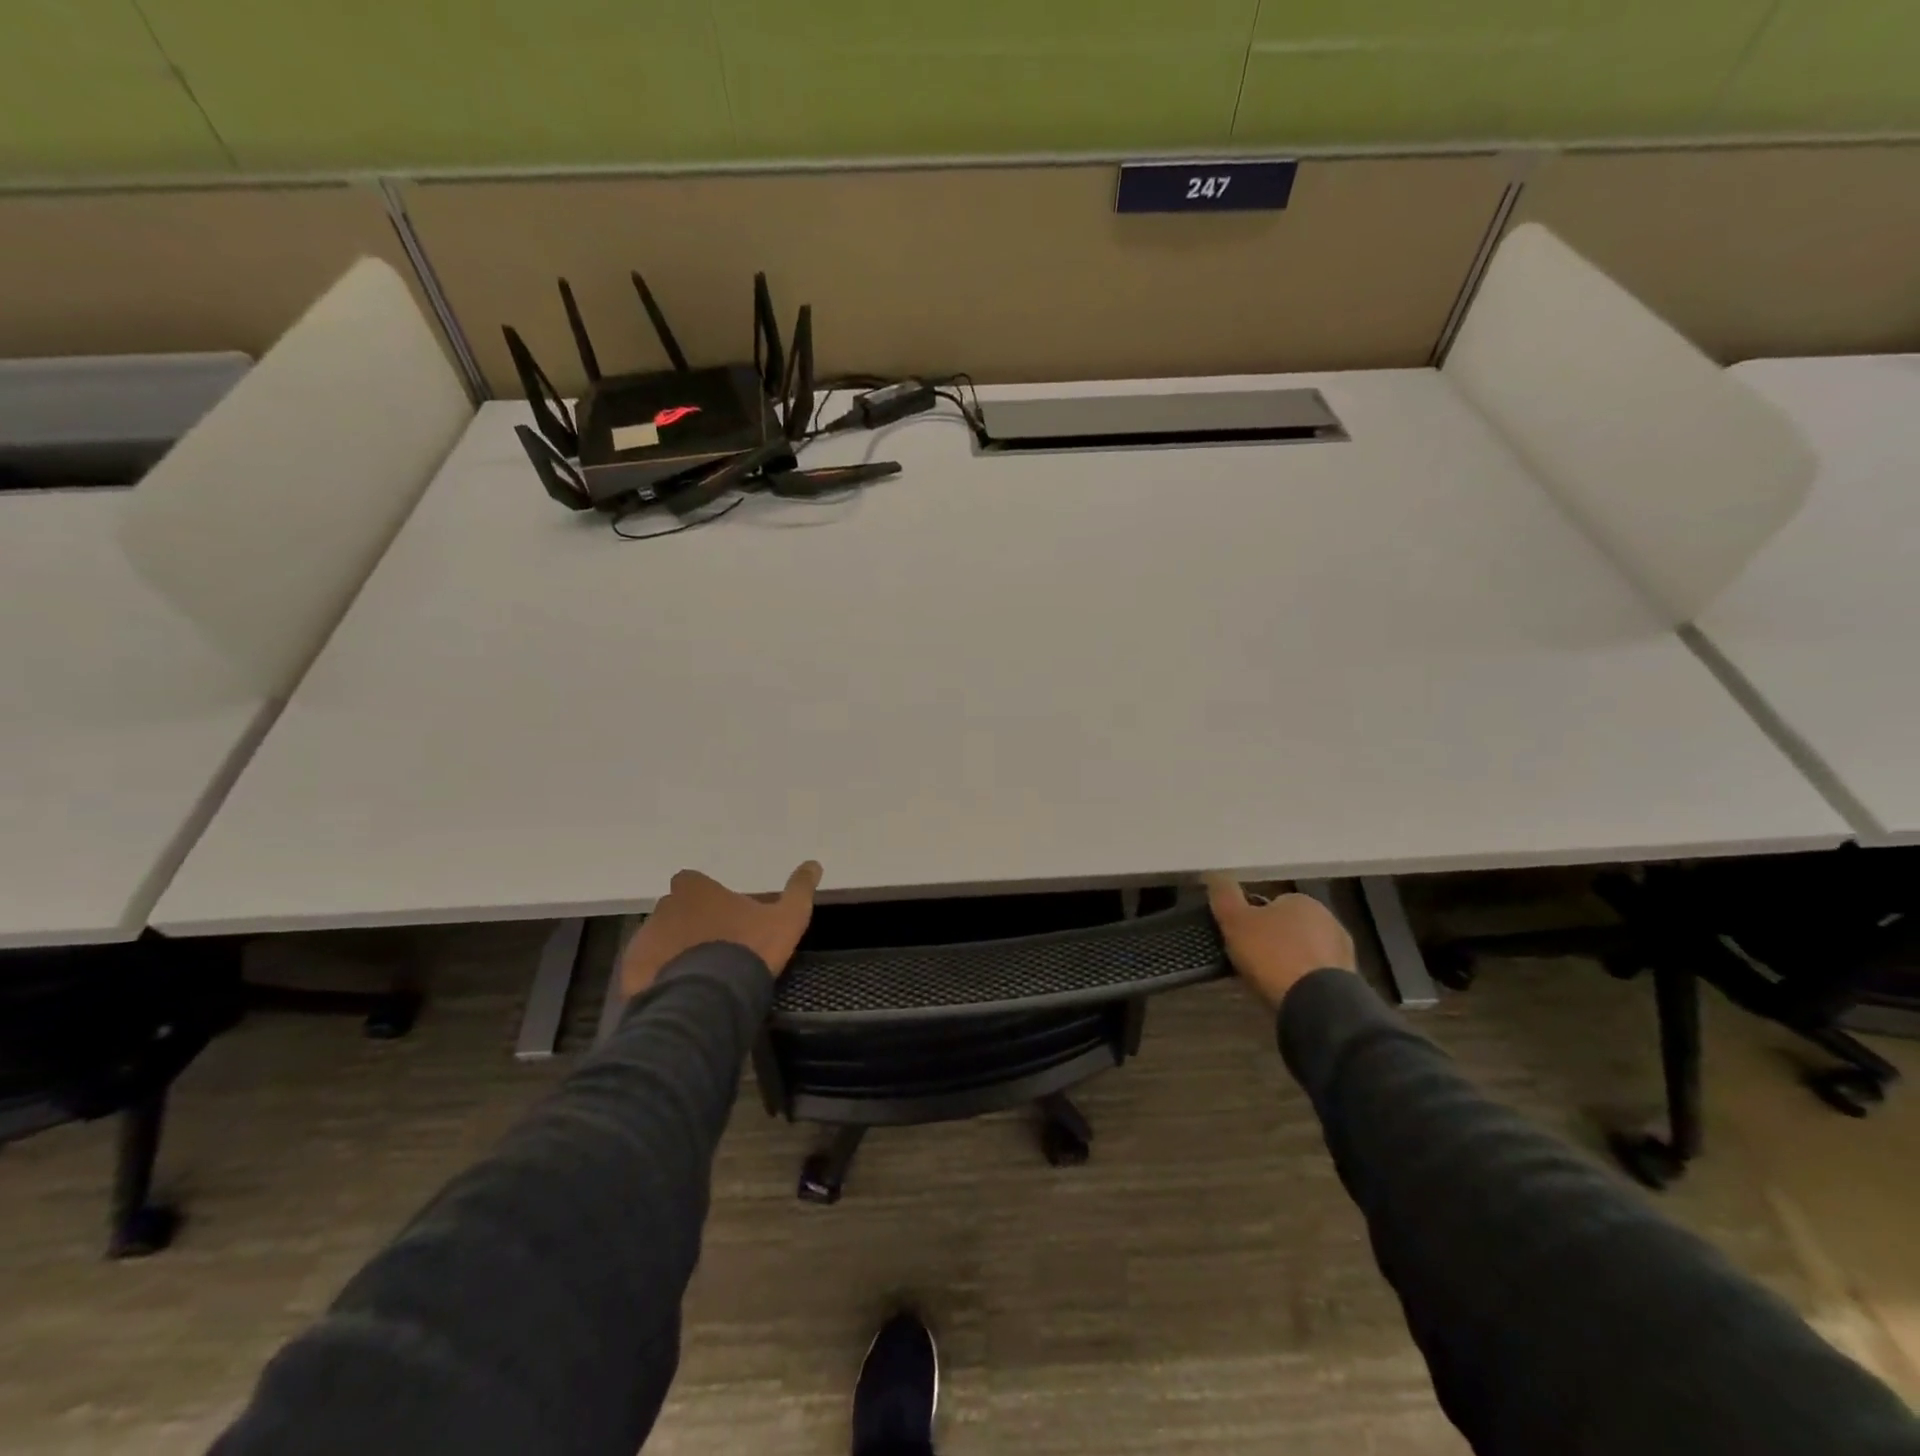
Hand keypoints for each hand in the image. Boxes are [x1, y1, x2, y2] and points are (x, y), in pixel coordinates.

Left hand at [620, 861, 822, 999]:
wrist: (709, 997)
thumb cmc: (748, 948)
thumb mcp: (787, 918)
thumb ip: (799, 889)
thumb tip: (814, 863)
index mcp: (695, 889)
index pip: (693, 883)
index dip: (706, 898)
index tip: (722, 915)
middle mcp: (663, 907)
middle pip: (675, 910)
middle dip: (689, 924)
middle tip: (713, 947)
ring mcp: (644, 939)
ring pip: (659, 939)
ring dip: (673, 950)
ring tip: (698, 976)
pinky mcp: (632, 971)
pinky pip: (646, 969)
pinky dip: (659, 977)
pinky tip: (681, 992)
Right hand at [1204, 876, 1355, 1011]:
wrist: (1317, 1003)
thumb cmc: (1273, 955)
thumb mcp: (1235, 921)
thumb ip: (1224, 895)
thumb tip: (1214, 873)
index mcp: (1302, 900)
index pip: (1270, 905)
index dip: (1252, 922)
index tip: (1240, 940)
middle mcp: (1328, 919)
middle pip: (1289, 928)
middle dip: (1273, 942)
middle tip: (1252, 963)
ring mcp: (1342, 951)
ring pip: (1304, 952)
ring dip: (1290, 963)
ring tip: (1270, 983)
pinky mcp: (1349, 981)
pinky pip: (1316, 975)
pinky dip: (1304, 982)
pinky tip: (1291, 995)